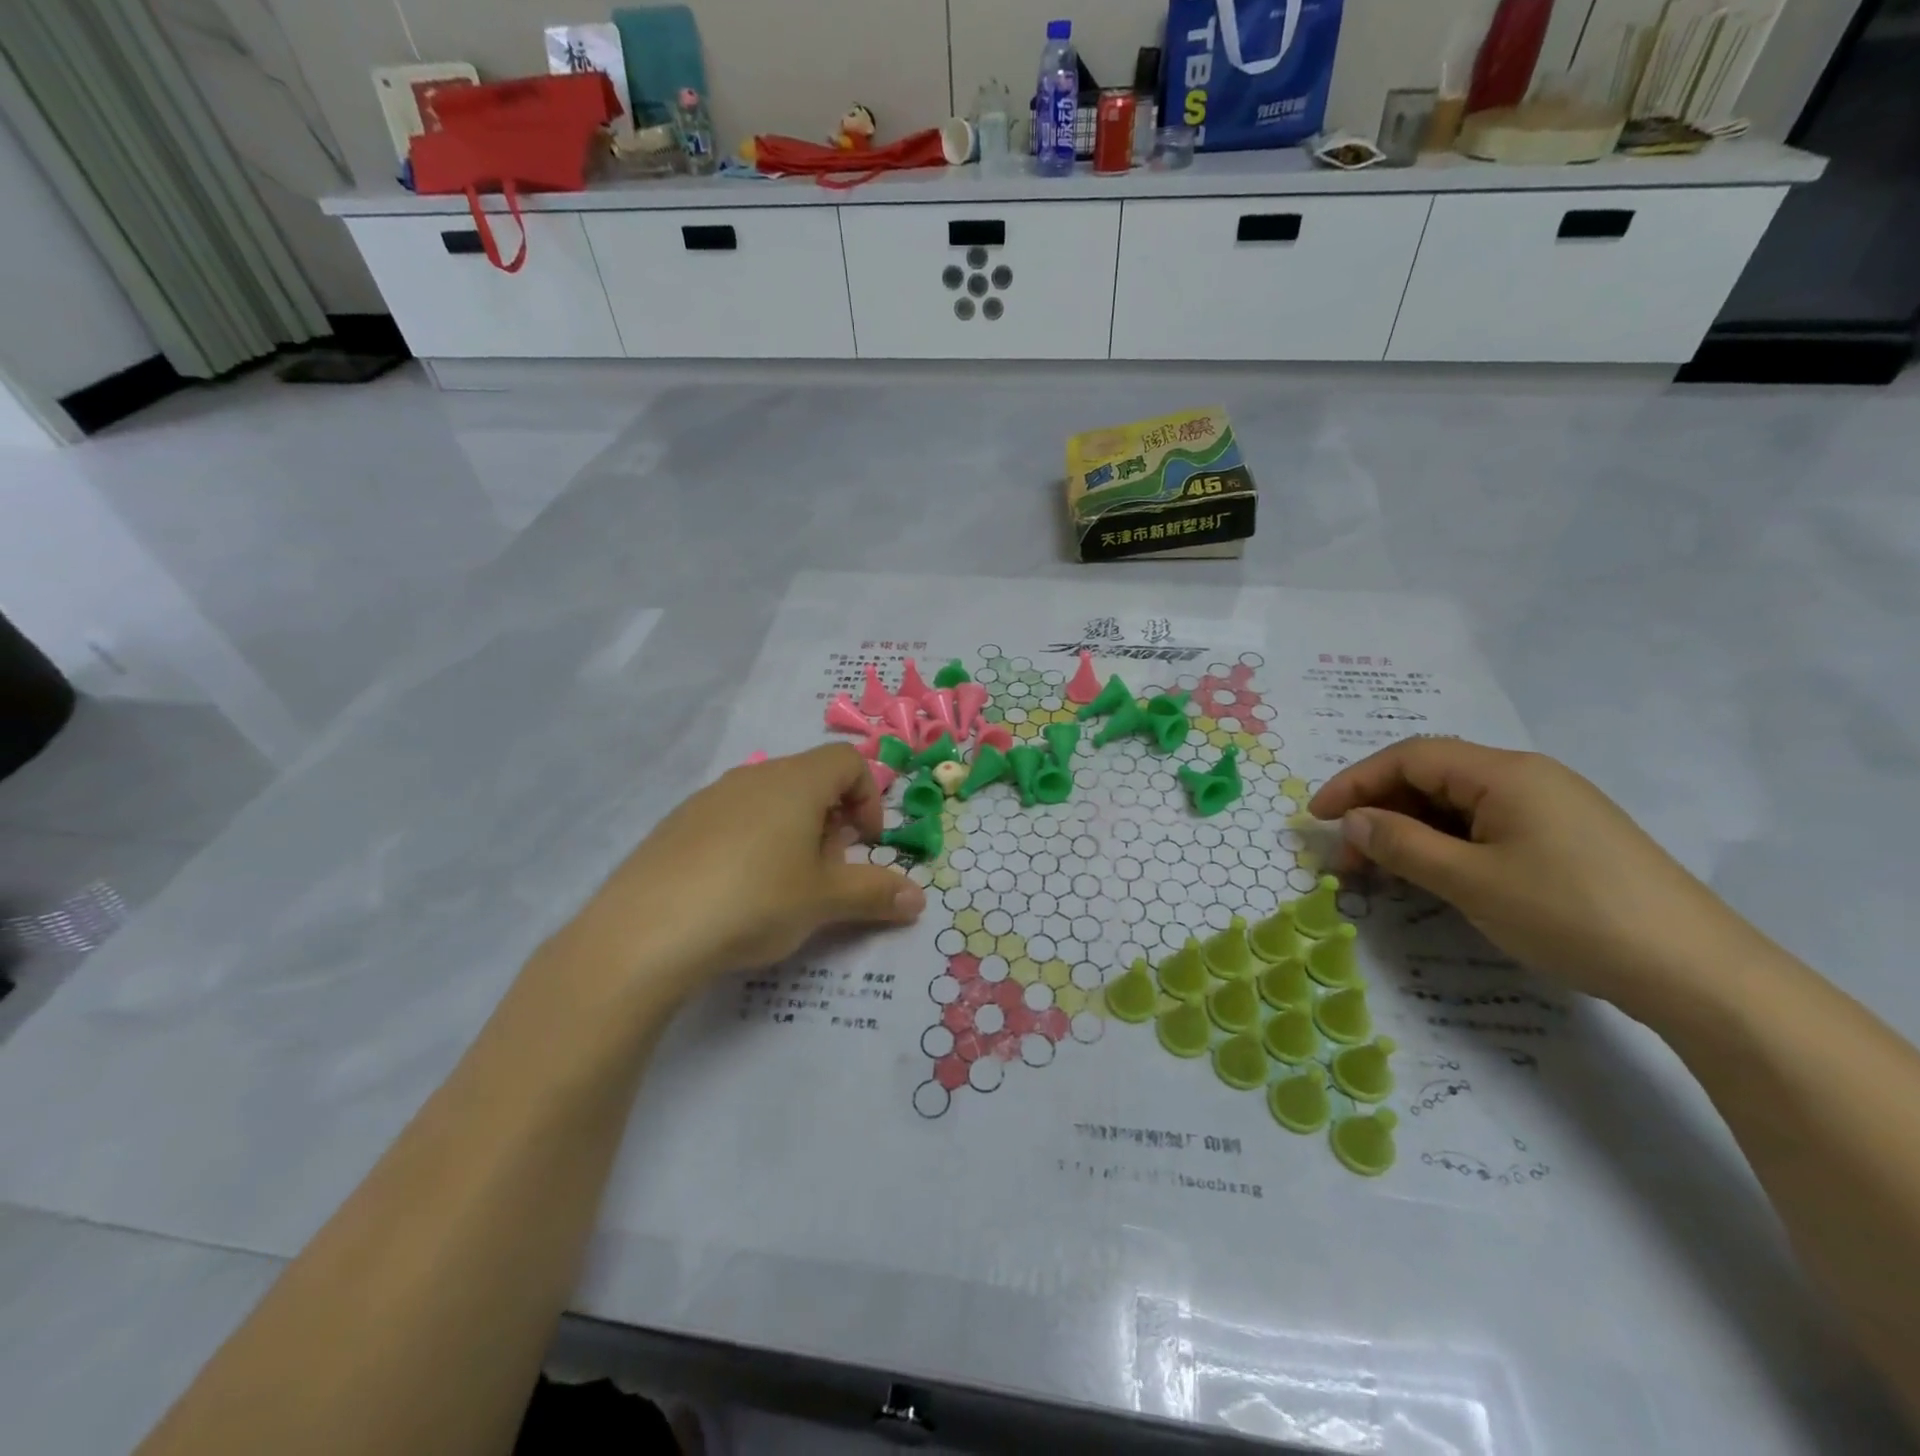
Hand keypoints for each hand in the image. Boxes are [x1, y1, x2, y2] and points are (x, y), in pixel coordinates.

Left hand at [561, 745, 925, 1002]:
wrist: (645, 933)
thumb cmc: (754, 900)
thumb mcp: (824, 901)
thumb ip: (875, 894)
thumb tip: (919, 900)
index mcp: (794, 781)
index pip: (847, 761)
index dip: (868, 798)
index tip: (864, 844)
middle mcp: (753, 776)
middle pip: (810, 780)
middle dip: (832, 822)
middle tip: (827, 873)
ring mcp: (709, 798)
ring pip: (770, 801)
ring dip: (794, 834)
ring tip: (784, 887)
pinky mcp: (677, 825)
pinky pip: (732, 820)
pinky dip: (752, 843)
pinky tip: (737, 892)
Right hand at [1309, 740, 1743, 1008]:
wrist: (1699, 974)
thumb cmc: (1570, 914)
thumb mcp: (1470, 881)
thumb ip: (1401, 844)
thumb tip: (1352, 820)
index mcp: (1504, 773)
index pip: (1409, 758)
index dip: (1355, 782)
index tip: (1315, 817)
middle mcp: (1527, 778)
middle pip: (1431, 777)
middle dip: (1379, 810)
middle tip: (1346, 856)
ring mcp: (1551, 808)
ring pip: (1456, 804)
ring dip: (1409, 830)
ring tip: (1381, 870)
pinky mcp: (1566, 840)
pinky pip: (1485, 827)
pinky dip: (1445, 844)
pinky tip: (1433, 874)